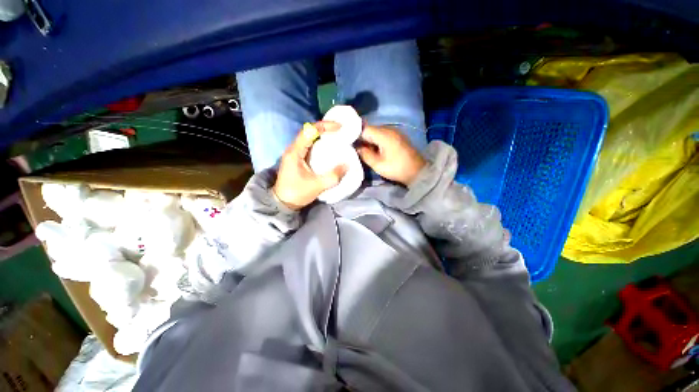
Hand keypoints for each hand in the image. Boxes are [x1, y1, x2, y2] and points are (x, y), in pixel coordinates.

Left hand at [272, 122, 346, 209]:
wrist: (282, 203)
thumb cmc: (297, 193)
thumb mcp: (317, 185)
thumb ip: (333, 176)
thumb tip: (347, 165)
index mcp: (295, 152)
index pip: (309, 130)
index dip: (325, 126)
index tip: (339, 127)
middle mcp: (293, 149)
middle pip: (309, 131)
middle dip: (325, 129)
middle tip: (340, 131)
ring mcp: (294, 154)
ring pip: (309, 138)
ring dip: (322, 136)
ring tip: (337, 137)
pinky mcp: (297, 159)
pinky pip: (309, 146)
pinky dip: (319, 144)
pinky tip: (328, 149)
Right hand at [356, 126, 425, 185]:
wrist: (418, 171)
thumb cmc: (396, 168)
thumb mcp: (378, 164)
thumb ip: (365, 154)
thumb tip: (356, 148)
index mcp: (383, 134)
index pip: (364, 129)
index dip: (354, 134)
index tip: (347, 142)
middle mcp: (389, 129)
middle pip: (370, 129)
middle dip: (361, 137)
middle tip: (353, 146)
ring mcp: (394, 131)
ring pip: (376, 132)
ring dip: (369, 139)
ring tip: (362, 148)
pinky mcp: (398, 136)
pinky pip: (383, 134)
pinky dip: (376, 140)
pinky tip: (373, 148)